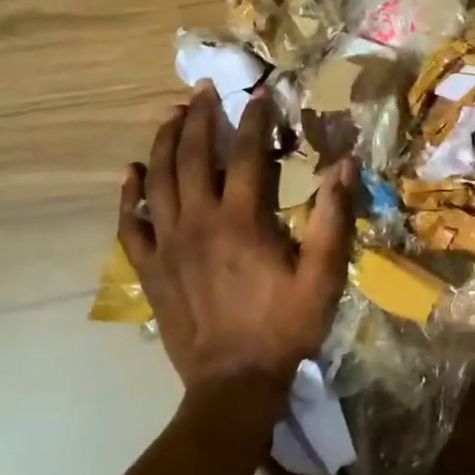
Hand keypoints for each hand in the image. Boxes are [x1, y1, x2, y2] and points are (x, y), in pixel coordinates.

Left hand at [119, 88, 353, 395]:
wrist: (234, 384)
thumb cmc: (284, 327)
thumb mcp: (323, 275)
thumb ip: (334, 217)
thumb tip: (345, 164)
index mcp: (242, 220)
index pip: (248, 154)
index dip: (255, 119)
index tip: (261, 93)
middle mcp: (199, 221)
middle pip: (194, 156)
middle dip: (200, 117)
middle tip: (205, 90)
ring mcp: (168, 244)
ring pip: (158, 179)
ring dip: (164, 142)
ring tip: (172, 115)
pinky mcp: (151, 268)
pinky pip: (130, 224)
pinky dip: (128, 195)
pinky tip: (131, 173)